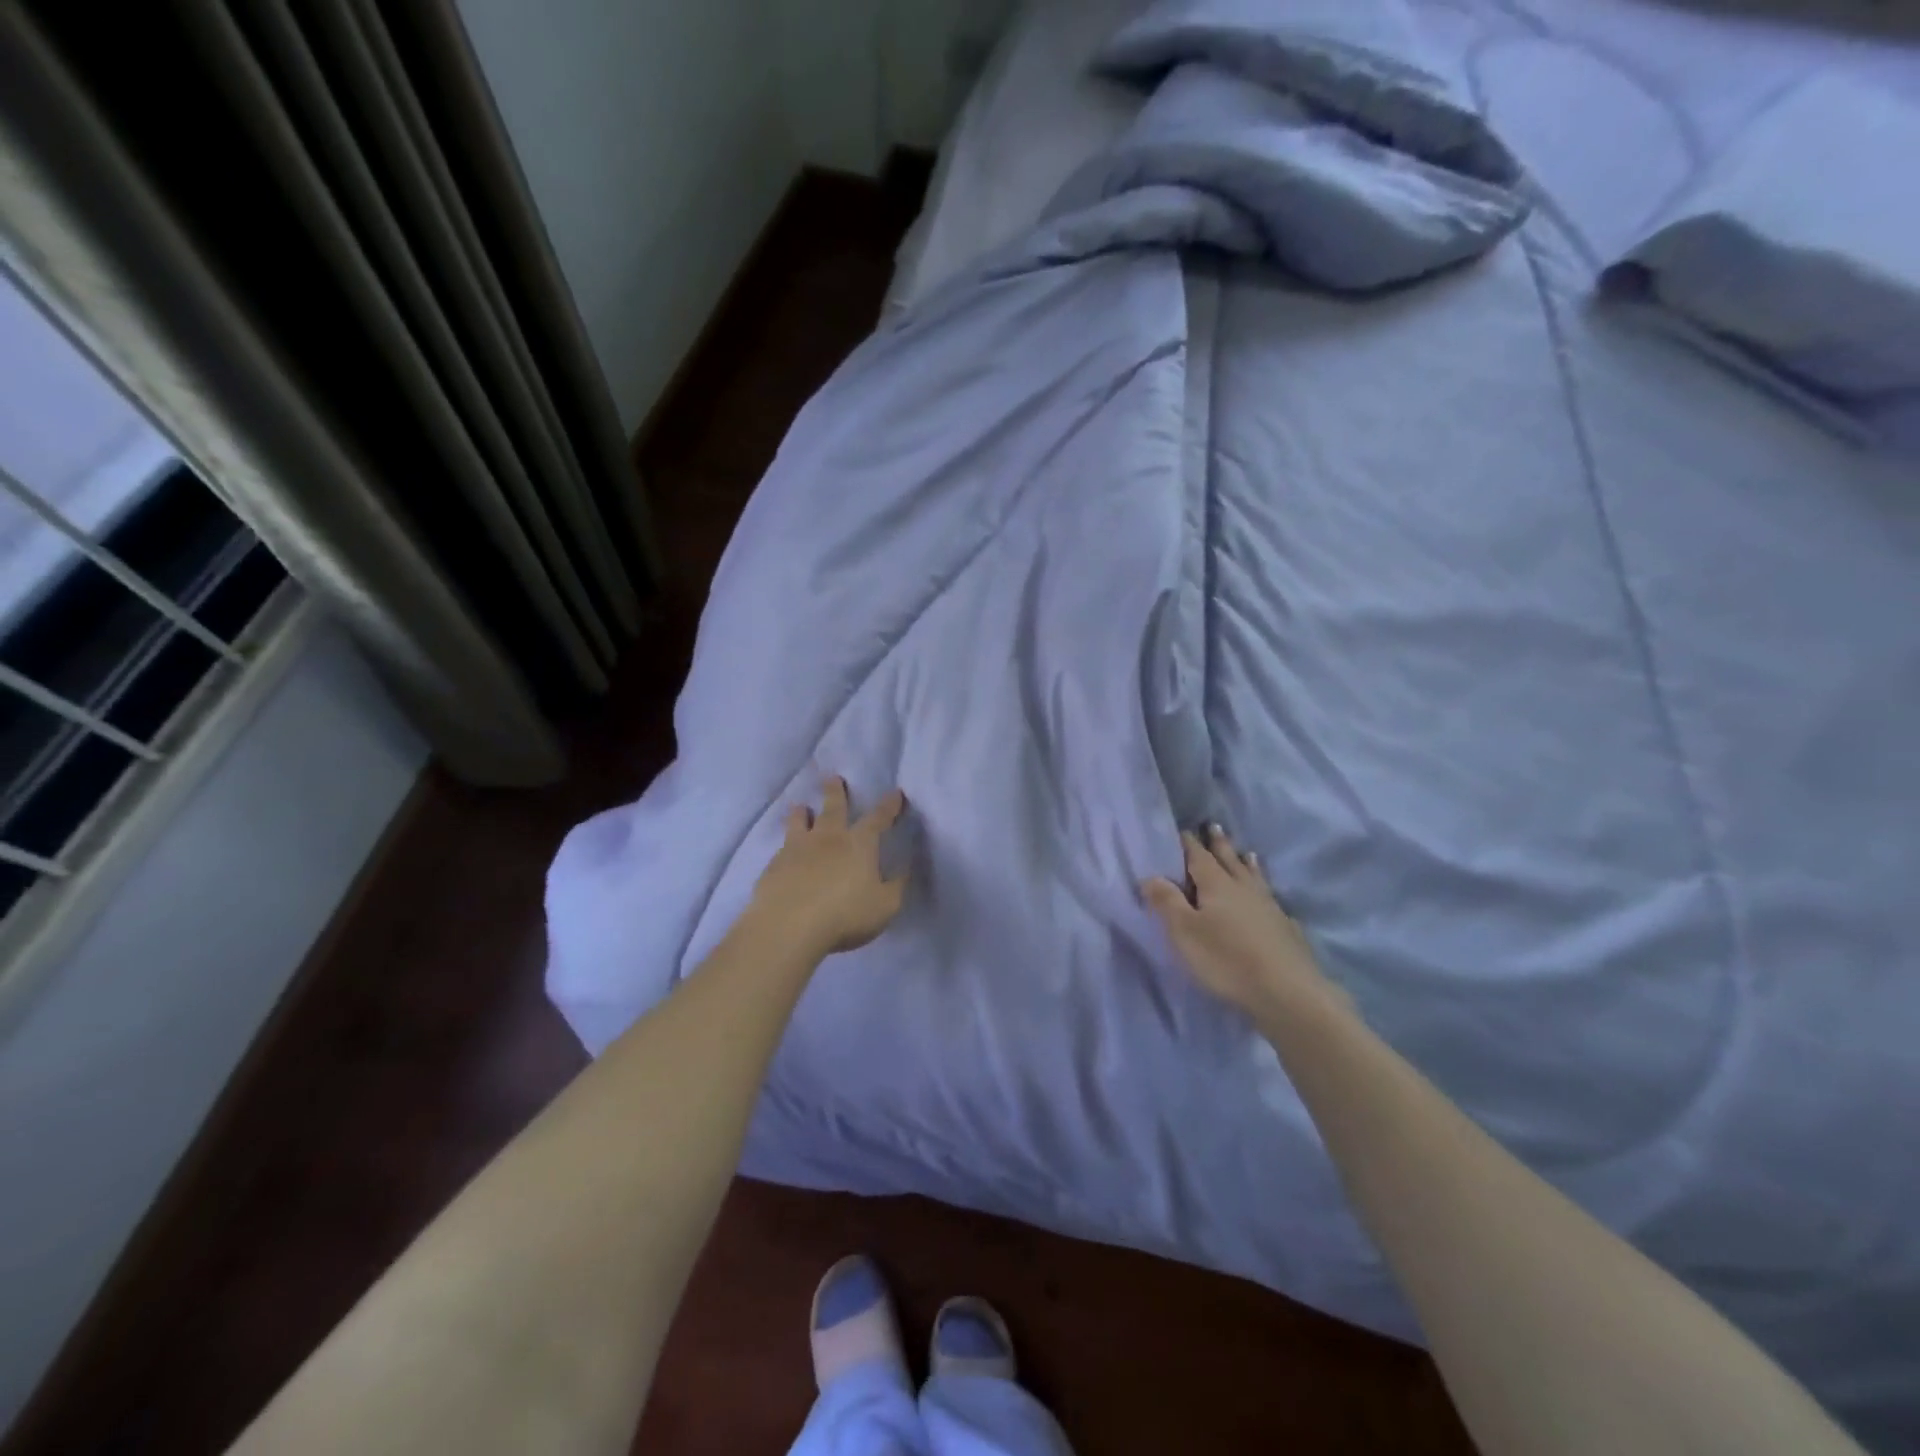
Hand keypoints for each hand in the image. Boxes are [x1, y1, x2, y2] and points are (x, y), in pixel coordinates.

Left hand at [751, 778, 909, 958]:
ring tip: (800, 807)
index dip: (889, 806)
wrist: (788, 926)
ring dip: (802, 813)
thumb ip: (896, 886)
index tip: (895, 793)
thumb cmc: (845, 915)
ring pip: (800, 822)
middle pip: (833, 808)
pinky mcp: (774, 866)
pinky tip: (784, 850)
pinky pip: (782, 847)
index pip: (878, 819)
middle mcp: (828, 838)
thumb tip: (905, 869)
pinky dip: (786, 844)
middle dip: (836, 792)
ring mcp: (797, 849)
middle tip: (833, 777)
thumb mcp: (885, 906)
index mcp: (859, 844)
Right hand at [1143, 827, 1334, 1019]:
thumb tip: (1151, 876)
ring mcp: (1268, 906)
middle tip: (1214, 826)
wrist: (1287, 992)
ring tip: (1247, 852)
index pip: (1198, 857)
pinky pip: (1271, 899)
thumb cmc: (1226, 960)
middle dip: (1219, 844)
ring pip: (1254, 877)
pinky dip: (1266, 890)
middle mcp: (1243, 888)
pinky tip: (1271, 898)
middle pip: (1229, 860)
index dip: (1189, 843)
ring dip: (1246, 863)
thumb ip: (1166, 902)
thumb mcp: (1184, 932)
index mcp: (1216, 885)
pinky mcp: (1285, 928)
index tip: (1184, 830)